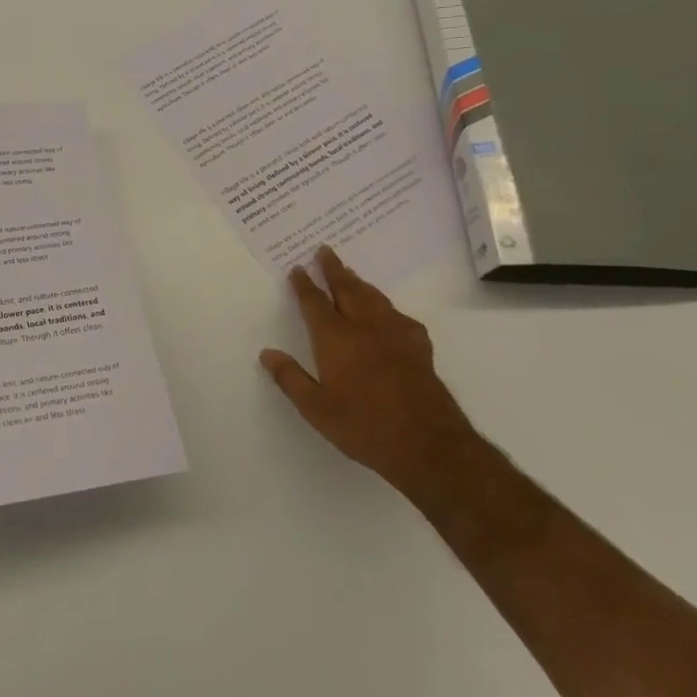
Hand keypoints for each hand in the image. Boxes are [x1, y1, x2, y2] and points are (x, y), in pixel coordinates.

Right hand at [260, 246, 474, 489]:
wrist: (429, 446)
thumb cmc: (364, 426)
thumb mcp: (316, 409)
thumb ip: (290, 378)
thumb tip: (267, 354)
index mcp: (336, 338)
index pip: (315, 302)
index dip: (305, 284)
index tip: (297, 268)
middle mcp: (365, 328)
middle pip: (348, 289)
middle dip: (334, 269)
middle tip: (325, 250)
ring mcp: (396, 336)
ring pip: (374, 298)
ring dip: (359, 282)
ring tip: (351, 273)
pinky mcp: (420, 349)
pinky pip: (399, 316)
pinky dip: (387, 307)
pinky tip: (389, 314)